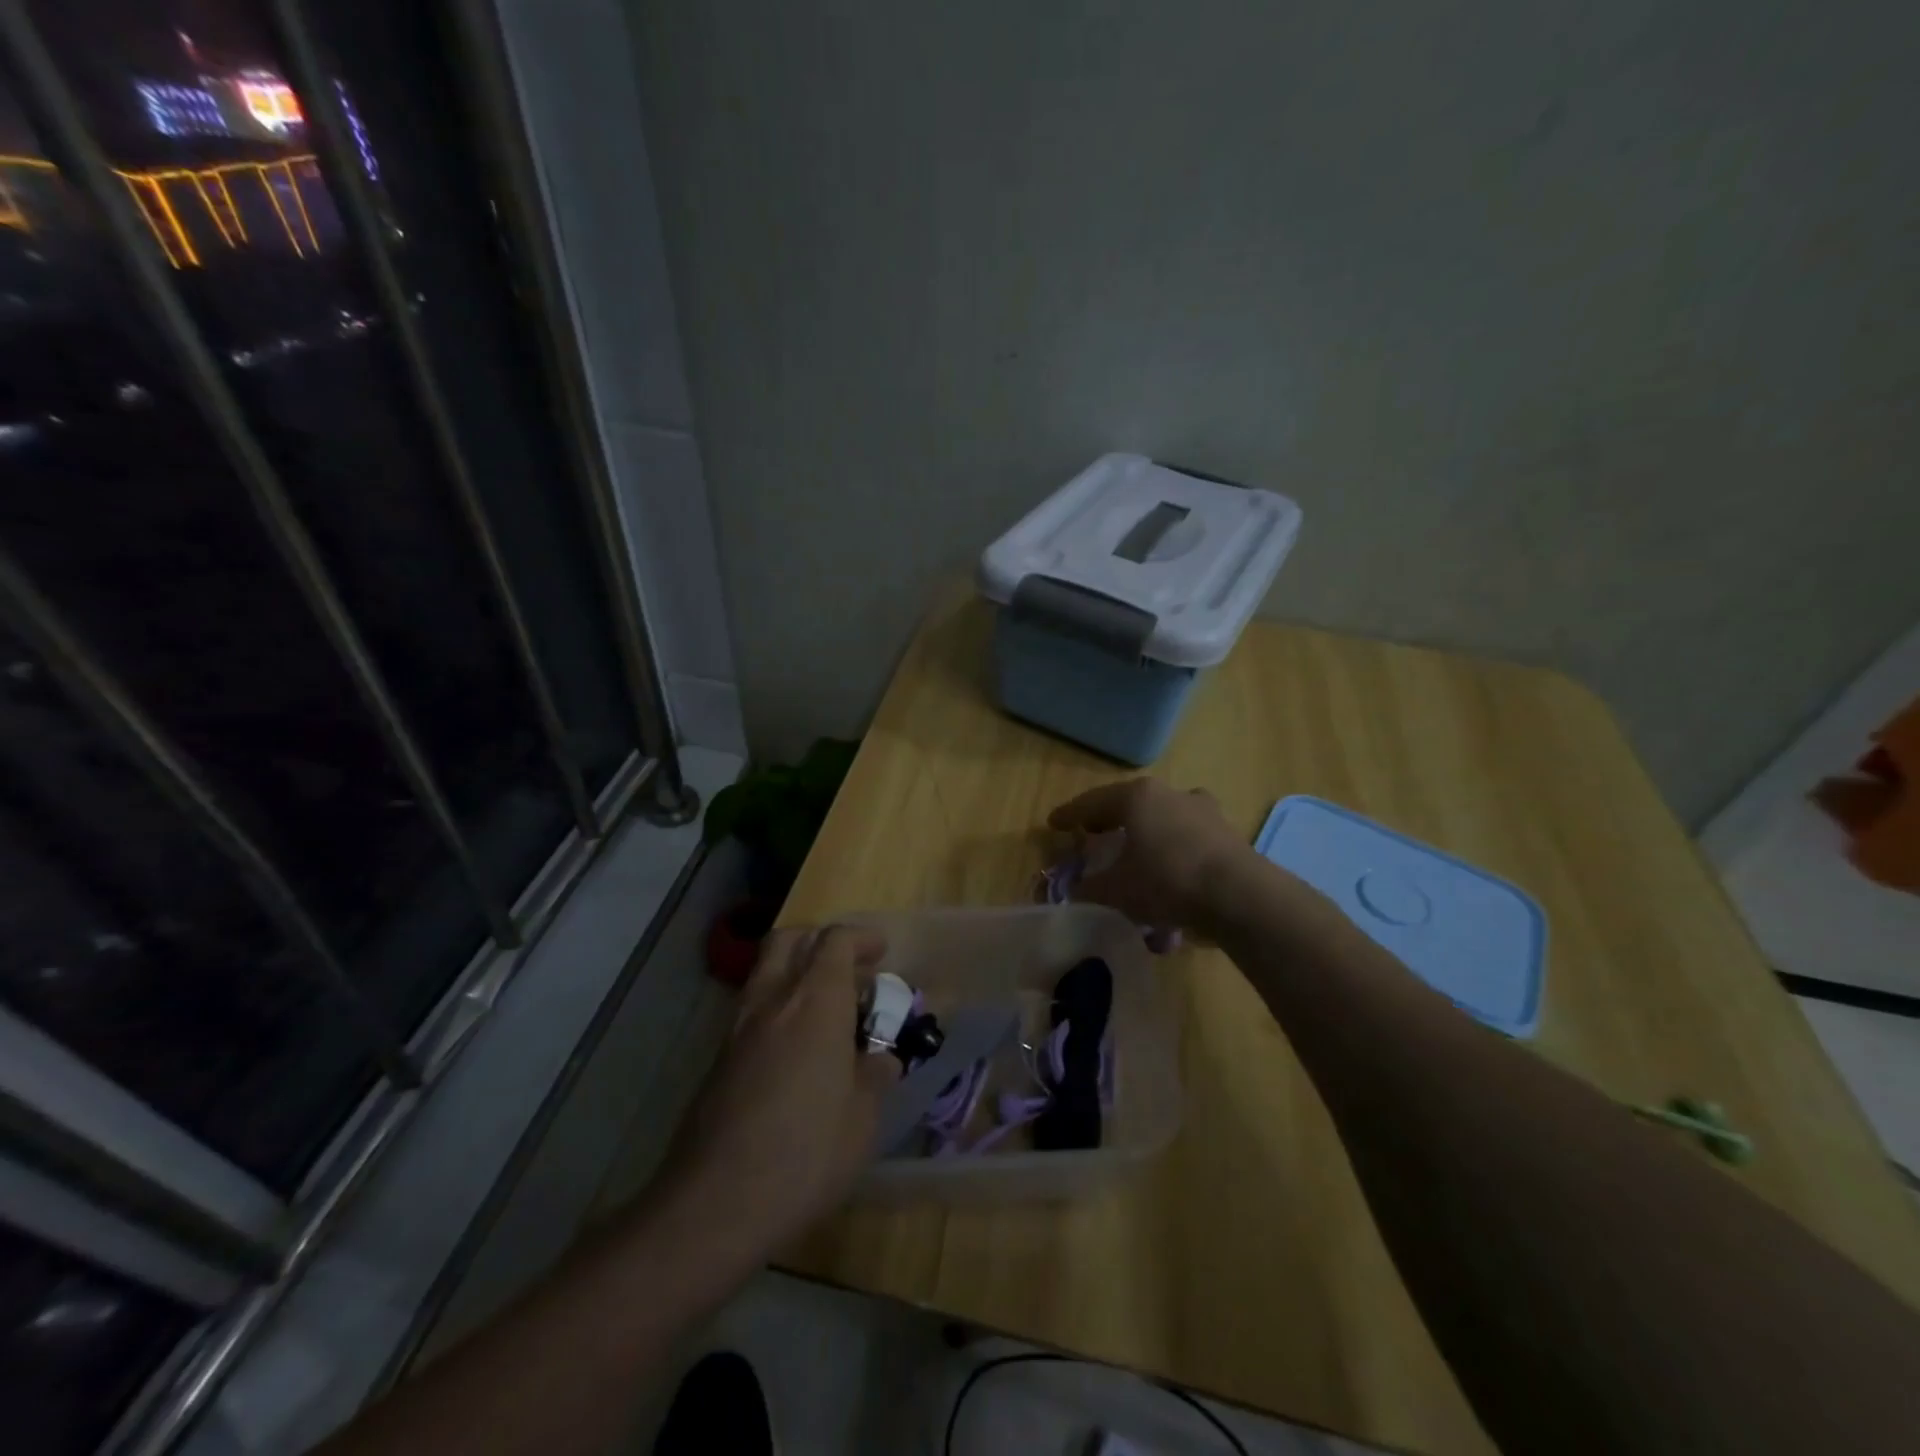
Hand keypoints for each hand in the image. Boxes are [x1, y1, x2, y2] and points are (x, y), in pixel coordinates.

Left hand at [656, 926, 899, 1252]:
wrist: (714, 1205)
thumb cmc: (805, 1154)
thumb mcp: (863, 1119)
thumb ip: (875, 1077)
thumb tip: (881, 1060)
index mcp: (815, 1002)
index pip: (836, 941)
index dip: (862, 939)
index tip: (882, 953)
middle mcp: (773, 1001)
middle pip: (791, 940)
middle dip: (822, 942)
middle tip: (850, 972)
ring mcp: (738, 1028)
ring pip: (766, 972)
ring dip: (797, 973)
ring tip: (827, 1011)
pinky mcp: (719, 1059)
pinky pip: (754, 1010)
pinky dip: (779, 1008)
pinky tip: (797, 1051)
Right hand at [1047, 778, 1248, 929]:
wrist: (1239, 895)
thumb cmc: (1166, 880)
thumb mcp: (1116, 891)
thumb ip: (1089, 889)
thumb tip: (1075, 892)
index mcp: (1137, 797)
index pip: (1092, 802)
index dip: (1070, 815)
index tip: (1053, 824)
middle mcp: (1170, 793)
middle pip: (1129, 803)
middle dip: (1109, 819)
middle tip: (1092, 834)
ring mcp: (1202, 810)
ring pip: (1162, 816)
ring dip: (1145, 831)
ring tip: (1134, 851)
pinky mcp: (1226, 832)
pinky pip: (1187, 836)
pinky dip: (1171, 847)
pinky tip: (1168, 868)